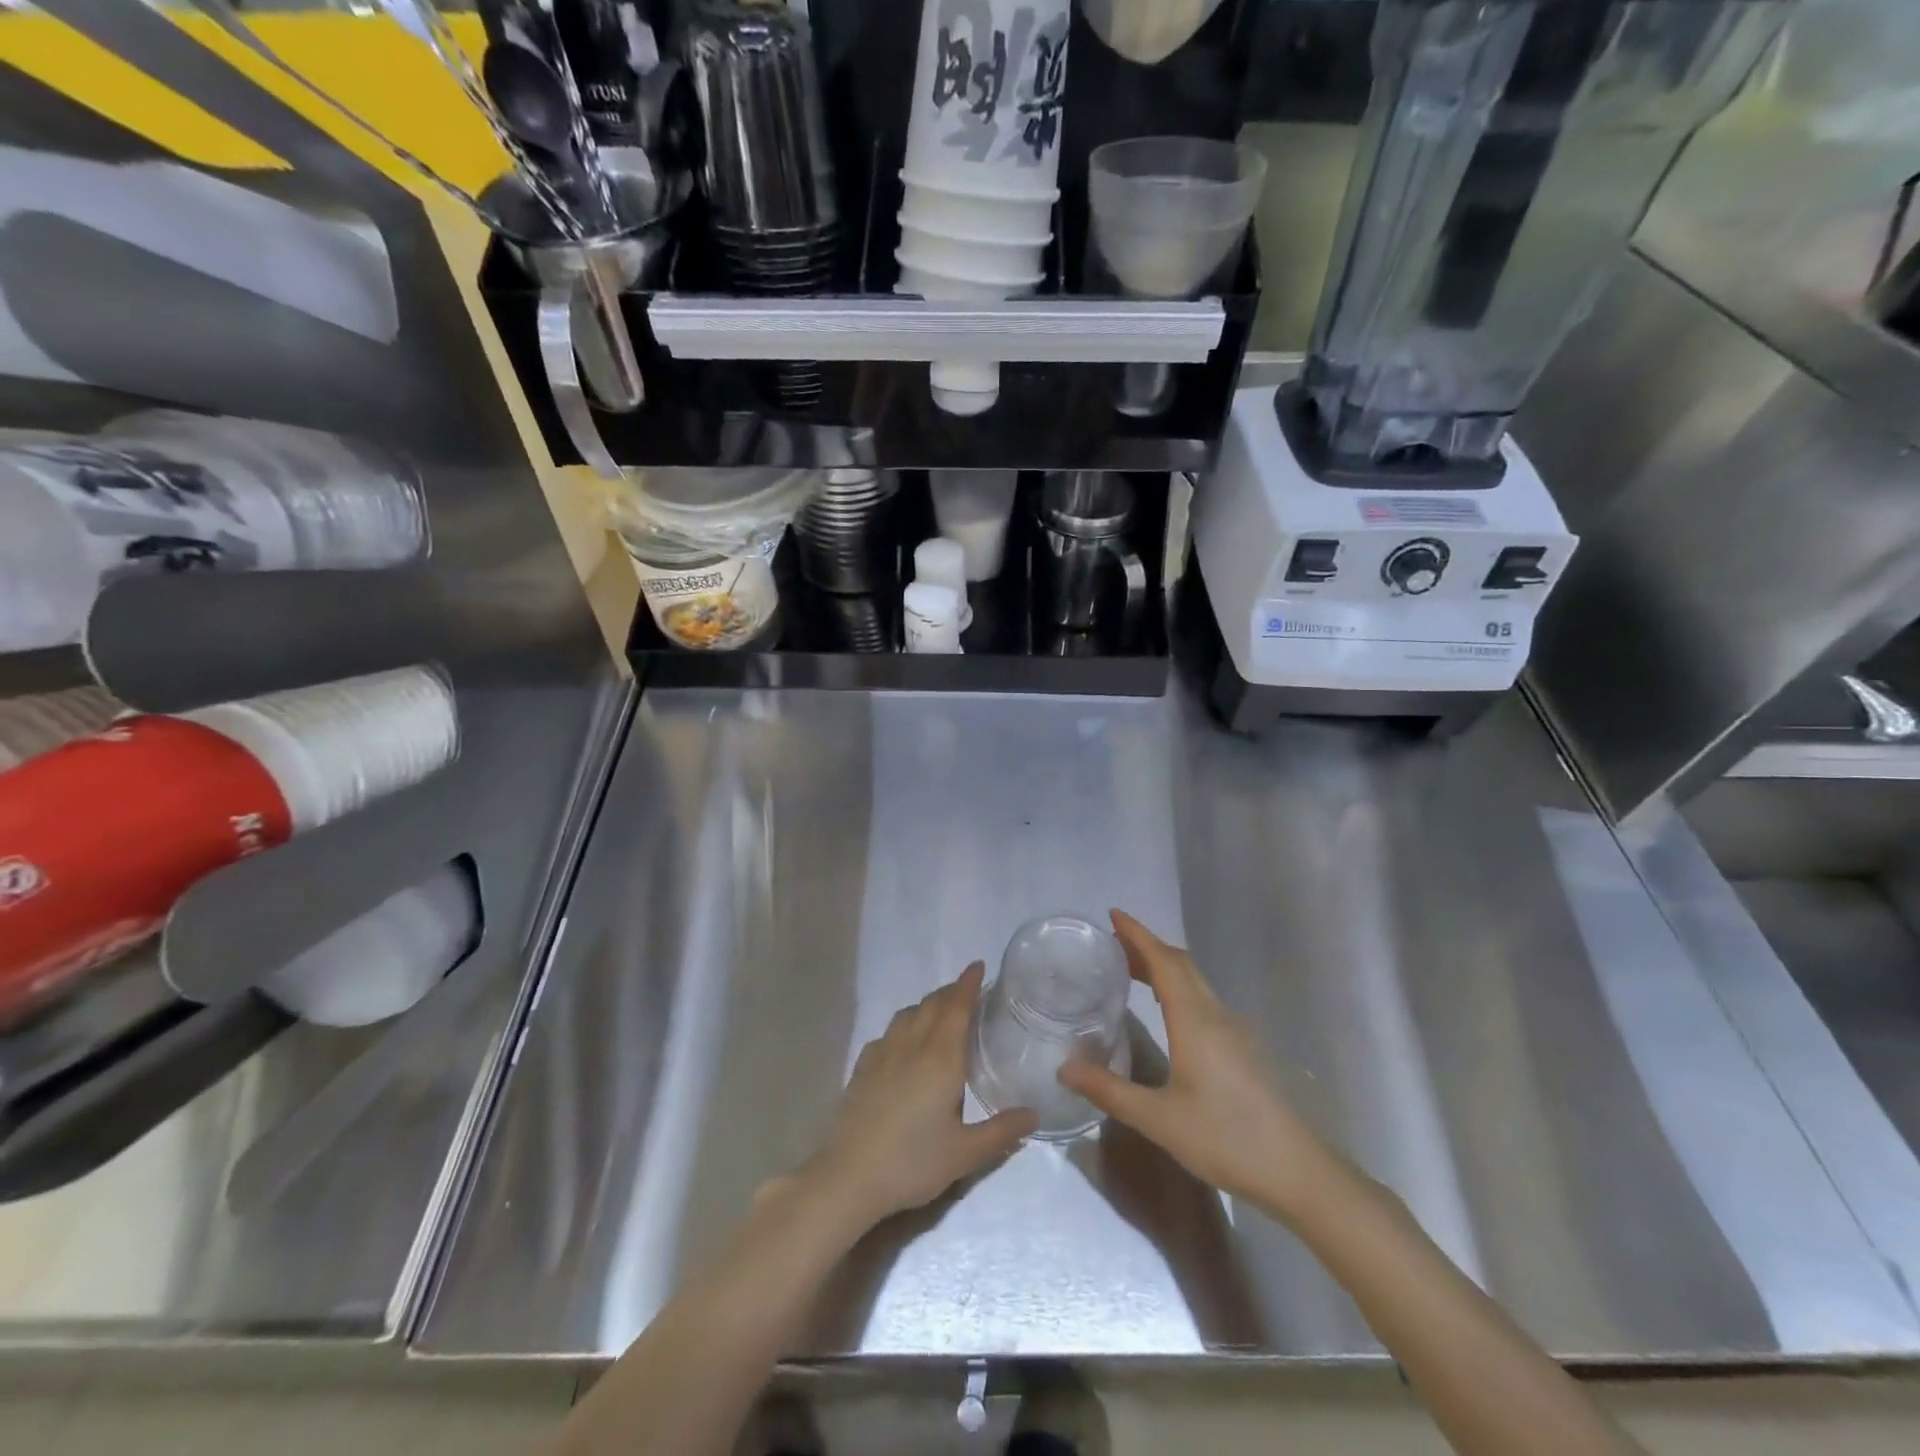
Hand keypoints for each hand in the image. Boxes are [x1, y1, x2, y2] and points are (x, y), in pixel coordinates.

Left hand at [805, 963, 1036, 1230]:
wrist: (850, 1176)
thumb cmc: (912, 1162)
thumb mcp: (965, 1154)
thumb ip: (1002, 1132)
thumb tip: (1034, 1113)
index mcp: (941, 1058)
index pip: (957, 1007)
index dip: (968, 984)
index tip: (978, 966)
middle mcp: (912, 1046)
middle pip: (932, 1004)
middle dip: (950, 991)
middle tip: (967, 990)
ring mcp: (882, 1054)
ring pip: (907, 1014)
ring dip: (926, 1004)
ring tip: (939, 1011)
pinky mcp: (862, 1069)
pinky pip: (887, 1033)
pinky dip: (902, 1025)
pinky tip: (903, 1041)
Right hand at [1058, 911, 1336, 1215]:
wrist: (1297, 1172)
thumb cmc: (1226, 1139)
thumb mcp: (1159, 1120)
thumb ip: (1109, 1090)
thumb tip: (1063, 1068)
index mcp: (1195, 1020)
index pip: (1163, 961)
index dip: (1138, 934)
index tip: (1112, 914)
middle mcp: (1216, 1014)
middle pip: (1180, 964)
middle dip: (1146, 946)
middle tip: (1111, 943)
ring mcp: (1234, 1029)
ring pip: (1195, 980)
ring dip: (1163, 966)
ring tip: (1129, 969)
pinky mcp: (1243, 1047)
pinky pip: (1203, 998)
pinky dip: (1177, 986)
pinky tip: (1165, 1009)